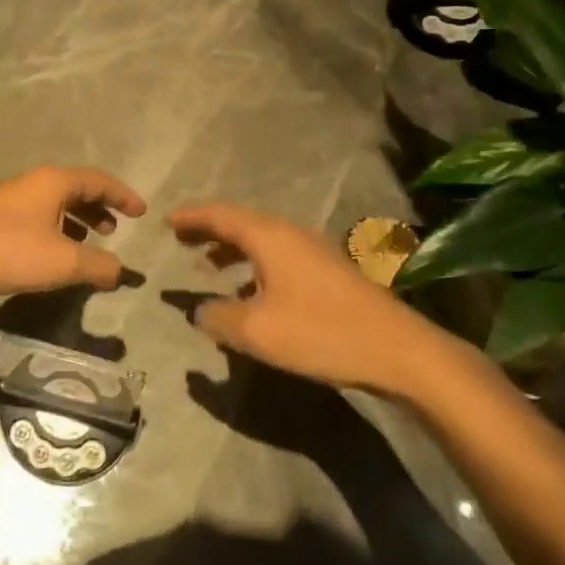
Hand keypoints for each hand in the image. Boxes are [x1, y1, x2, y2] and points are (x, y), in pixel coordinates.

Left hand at [0, 166, 146, 297]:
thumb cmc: (6, 250)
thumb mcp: (62, 261)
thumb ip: (98, 265)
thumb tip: (121, 271)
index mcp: (54, 182)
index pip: (99, 180)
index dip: (123, 195)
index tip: (141, 212)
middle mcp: (33, 183)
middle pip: (76, 188)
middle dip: (99, 207)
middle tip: (116, 229)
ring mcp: (10, 199)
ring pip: (55, 204)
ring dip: (77, 221)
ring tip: (89, 244)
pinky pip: (37, 217)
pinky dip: (56, 230)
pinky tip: (52, 254)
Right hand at [166, 202, 473, 396]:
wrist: (398, 349)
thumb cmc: (321, 332)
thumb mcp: (257, 331)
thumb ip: (219, 317)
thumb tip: (199, 310)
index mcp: (269, 237)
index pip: (220, 215)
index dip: (191, 217)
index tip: (166, 221)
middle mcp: (289, 234)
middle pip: (240, 223)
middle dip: (208, 230)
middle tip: (180, 240)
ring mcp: (312, 251)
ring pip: (260, 240)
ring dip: (230, 249)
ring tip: (205, 266)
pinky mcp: (327, 271)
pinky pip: (276, 256)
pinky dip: (252, 265)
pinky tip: (248, 293)